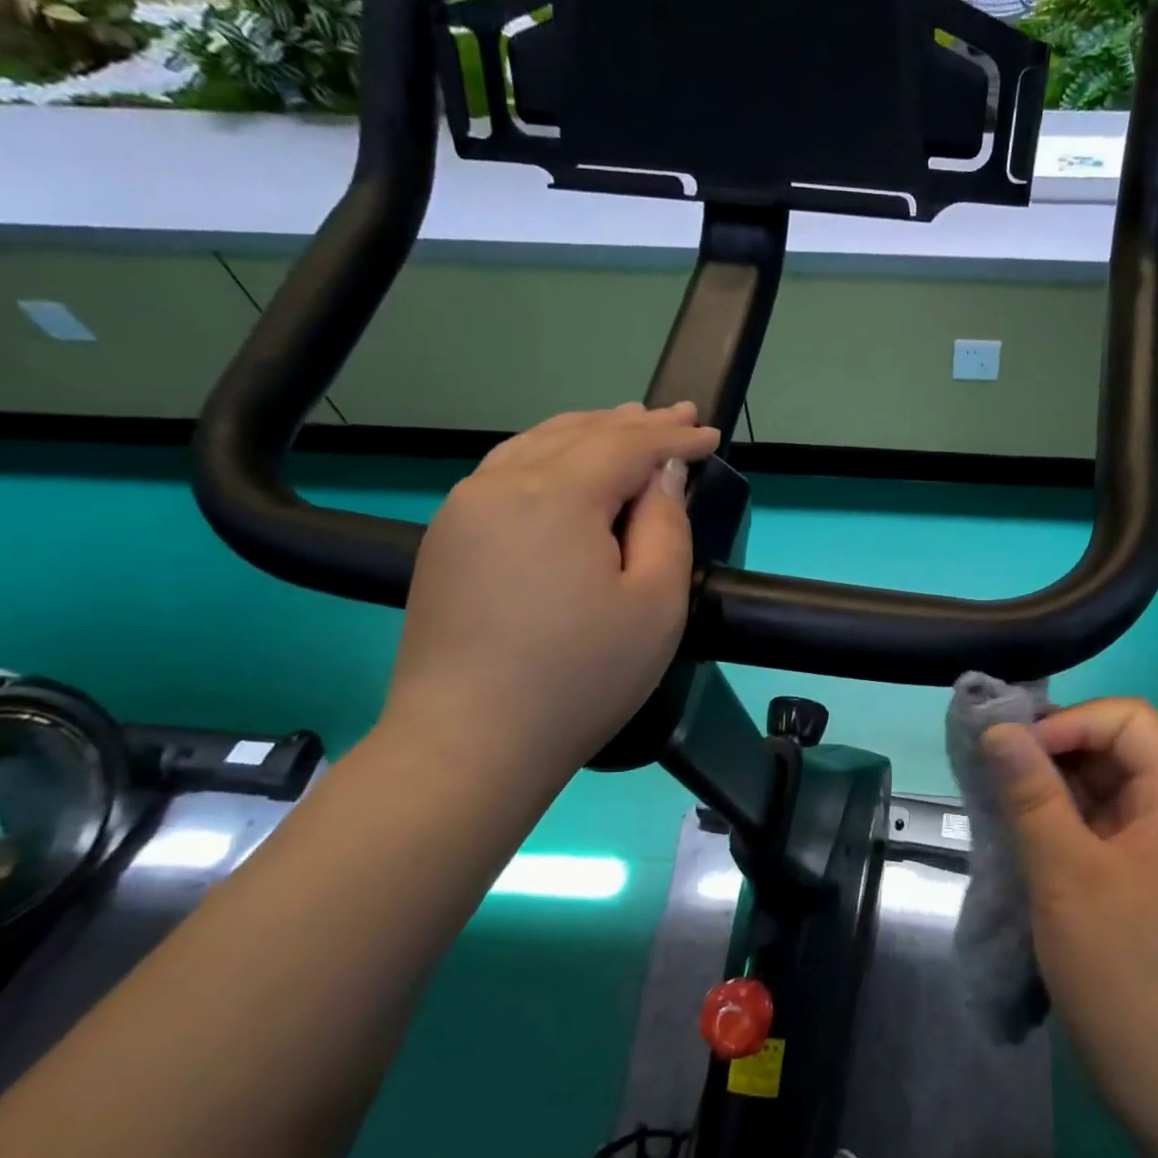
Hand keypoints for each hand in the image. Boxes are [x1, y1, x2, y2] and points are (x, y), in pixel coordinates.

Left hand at [380, 402, 719, 796]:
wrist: (469, 742)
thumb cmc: (581, 677)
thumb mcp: (656, 604)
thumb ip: (666, 526)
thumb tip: (661, 475)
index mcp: (556, 495)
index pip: (627, 446)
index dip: (674, 437)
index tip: (711, 434)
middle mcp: (501, 484)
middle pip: (578, 434)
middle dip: (634, 423)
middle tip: (678, 416)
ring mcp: (464, 509)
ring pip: (535, 445)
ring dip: (587, 430)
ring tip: (625, 422)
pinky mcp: (446, 539)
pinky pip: (506, 471)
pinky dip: (547, 454)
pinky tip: (563, 461)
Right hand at [982, 699, 1157, 1123]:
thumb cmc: (1122, 968)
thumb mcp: (1067, 873)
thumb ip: (1032, 794)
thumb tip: (999, 728)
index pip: (1131, 719)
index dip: (1076, 721)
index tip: (1024, 752)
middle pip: (1111, 748)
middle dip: (1052, 747)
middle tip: (995, 770)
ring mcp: (1144, 849)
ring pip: (1093, 787)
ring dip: (1045, 784)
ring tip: (996, 799)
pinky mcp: (1123, 879)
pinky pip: (1086, 825)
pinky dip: (1049, 818)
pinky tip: (1013, 833)